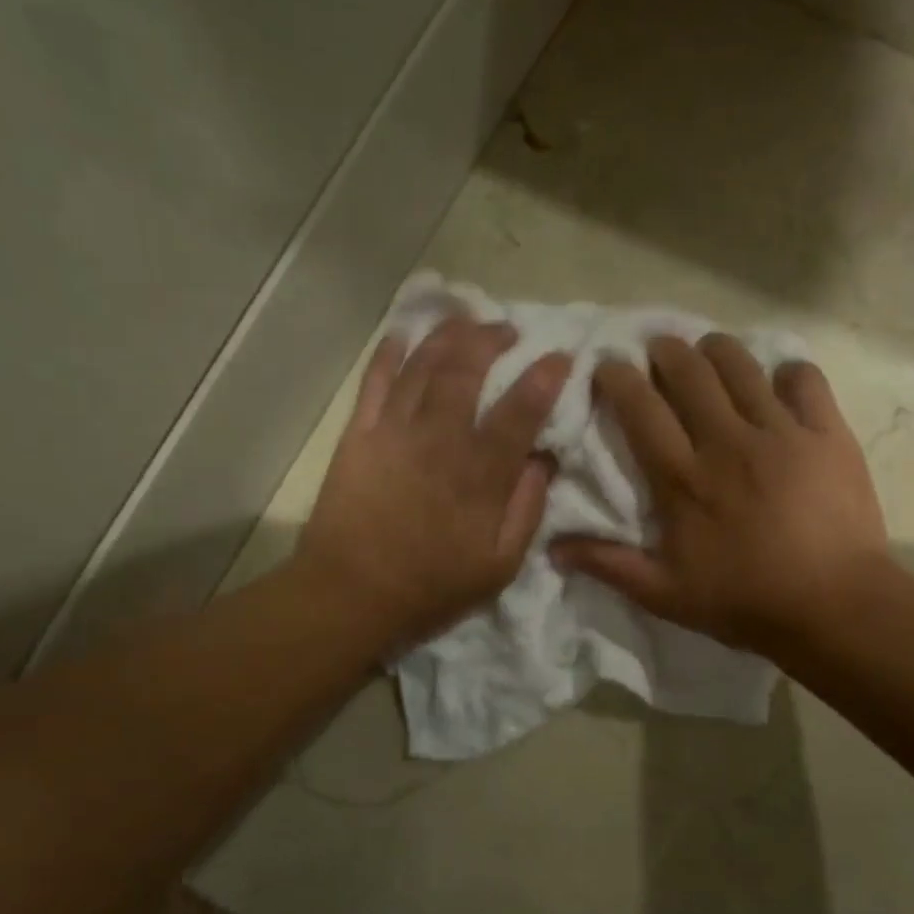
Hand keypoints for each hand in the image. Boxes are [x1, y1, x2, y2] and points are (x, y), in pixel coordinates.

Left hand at [297, 316, 570, 645]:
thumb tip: (543, 461)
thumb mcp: (500, 565)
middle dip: (492, 338)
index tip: (561, 358)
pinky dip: (389, 351)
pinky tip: (403, 334)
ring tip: (466, 320)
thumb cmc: (432, 586)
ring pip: (423, 363)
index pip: (521, 410)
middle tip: (508, 330)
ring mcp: (394, 430)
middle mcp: (439, 438)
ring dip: (447, 334)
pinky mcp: (358, 434)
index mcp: (480, 473)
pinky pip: (375, 380)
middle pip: (467, 368)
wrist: (352, 594)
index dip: (545, 377)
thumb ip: (527, 510)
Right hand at [551, 333, 888, 658]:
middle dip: (665, 350)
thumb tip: (552, 548)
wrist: (833, 608)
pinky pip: (804, 379)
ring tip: (709, 355)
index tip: (608, 365)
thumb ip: (608, 565)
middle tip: (658, 352)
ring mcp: (781, 432)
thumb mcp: (664, 594)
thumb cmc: (743, 602)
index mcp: (682, 477)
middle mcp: (726, 441)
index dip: (618, 377)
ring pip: (741, 364)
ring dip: (716, 350)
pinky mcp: (826, 434)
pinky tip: (779, 385)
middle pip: (688, 370)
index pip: (640, 407)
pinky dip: (787, 374)